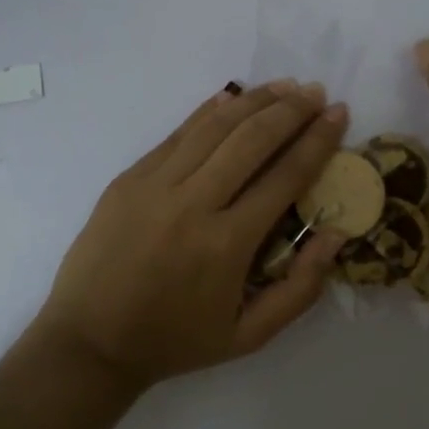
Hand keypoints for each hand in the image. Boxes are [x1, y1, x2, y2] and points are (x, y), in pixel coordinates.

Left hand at [33, 81, 349, 390]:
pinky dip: (208, 112)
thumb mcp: (249, 336)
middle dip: (291, 110)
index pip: (285, 176)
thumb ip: (300, 289)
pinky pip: (177, 134)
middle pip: (252, 140)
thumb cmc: (175, 341)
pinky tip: (232, 98)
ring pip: (214, 127)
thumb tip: (335, 234)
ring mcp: (155, 185)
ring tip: (285, 86)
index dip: (317, 141)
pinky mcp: (129, 178)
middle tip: (316, 93)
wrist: (89, 341)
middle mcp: (193, 204)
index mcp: (227, 244)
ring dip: (254, 101)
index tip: (339, 114)